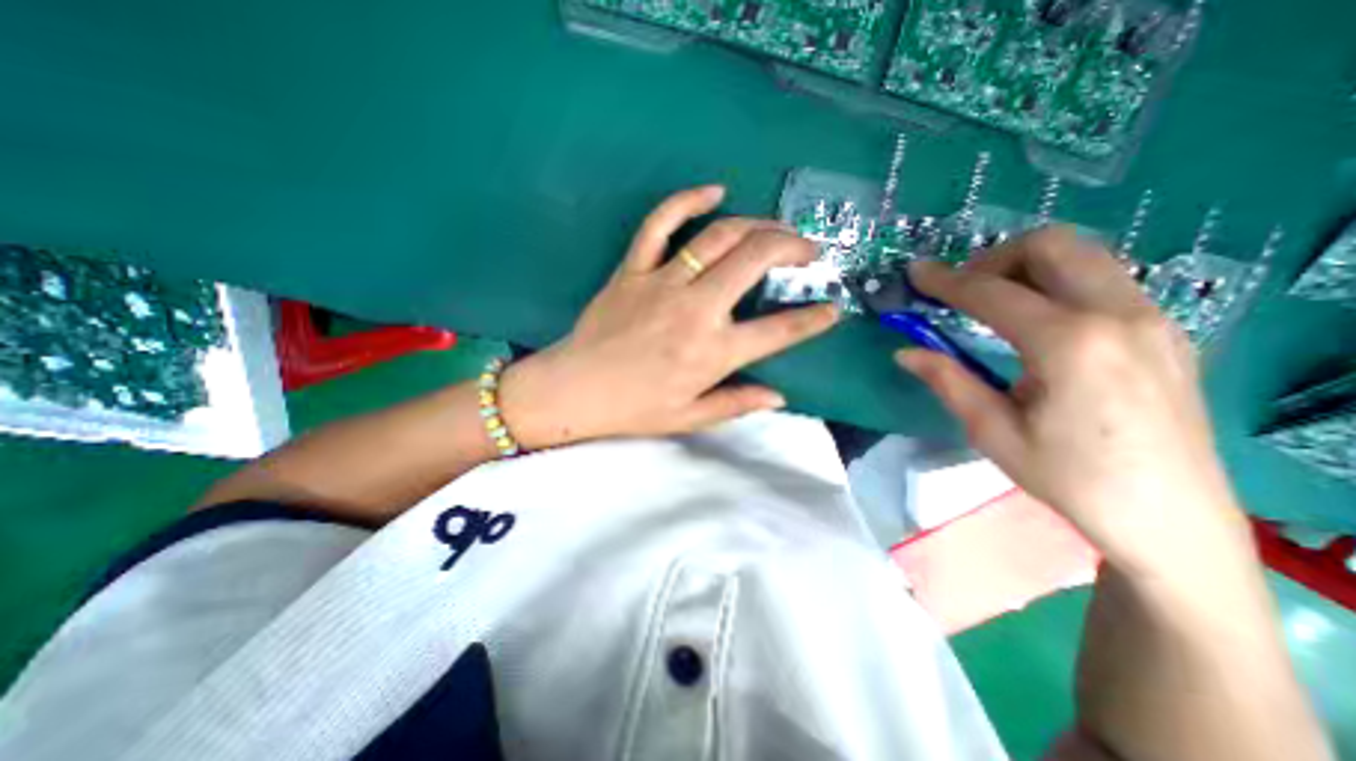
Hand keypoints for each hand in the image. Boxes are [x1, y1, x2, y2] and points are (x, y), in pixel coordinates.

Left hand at [498, 186, 837, 452]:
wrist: (574, 390)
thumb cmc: (634, 408)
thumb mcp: (690, 417)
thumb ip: (737, 404)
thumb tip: (779, 397)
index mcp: (712, 352)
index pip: (778, 331)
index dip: (812, 320)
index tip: (832, 309)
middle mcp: (695, 310)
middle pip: (755, 260)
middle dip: (793, 247)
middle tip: (809, 250)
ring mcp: (662, 282)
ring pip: (719, 236)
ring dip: (757, 225)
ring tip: (776, 228)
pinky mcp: (633, 269)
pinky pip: (660, 224)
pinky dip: (687, 200)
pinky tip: (714, 190)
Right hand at [899, 228, 1255, 574]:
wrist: (1172, 519)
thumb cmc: (1071, 479)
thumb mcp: (993, 431)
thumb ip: (948, 380)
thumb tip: (904, 352)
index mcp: (1070, 344)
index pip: (993, 292)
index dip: (945, 280)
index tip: (915, 272)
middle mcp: (1119, 315)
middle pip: (1052, 245)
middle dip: (994, 258)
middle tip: (961, 291)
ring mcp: (1152, 317)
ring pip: (1083, 255)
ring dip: (1026, 266)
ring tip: (991, 302)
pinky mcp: (1164, 329)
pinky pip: (1102, 279)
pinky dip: (1056, 282)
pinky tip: (1033, 321)